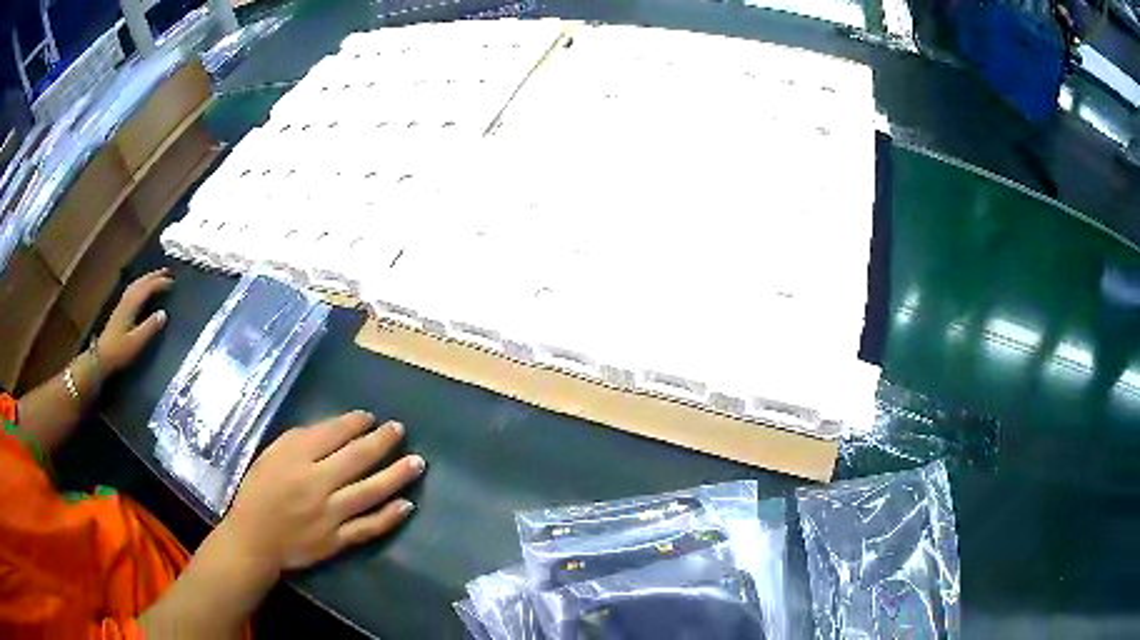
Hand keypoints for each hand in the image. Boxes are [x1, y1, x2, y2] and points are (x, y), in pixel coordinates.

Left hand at [98, 268, 173, 371]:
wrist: (101, 357)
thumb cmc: (119, 351)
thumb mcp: (136, 342)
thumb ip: (150, 328)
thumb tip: (164, 314)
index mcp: (131, 306)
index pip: (147, 288)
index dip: (160, 283)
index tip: (173, 282)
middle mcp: (126, 301)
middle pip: (141, 283)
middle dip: (154, 276)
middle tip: (167, 271)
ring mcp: (122, 304)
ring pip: (136, 285)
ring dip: (147, 278)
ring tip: (157, 276)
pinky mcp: (120, 310)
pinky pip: (132, 290)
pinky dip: (140, 285)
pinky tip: (142, 289)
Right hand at [221, 411, 423, 572]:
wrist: (255, 540)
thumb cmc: (260, 492)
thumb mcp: (272, 455)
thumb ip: (303, 441)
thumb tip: (339, 429)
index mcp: (296, 458)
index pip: (333, 434)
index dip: (356, 423)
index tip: (372, 418)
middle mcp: (315, 484)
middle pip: (357, 459)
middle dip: (382, 442)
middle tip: (400, 430)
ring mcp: (329, 514)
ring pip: (369, 492)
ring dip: (396, 476)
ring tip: (417, 463)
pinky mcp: (337, 540)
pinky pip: (368, 527)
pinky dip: (389, 516)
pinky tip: (407, 505)